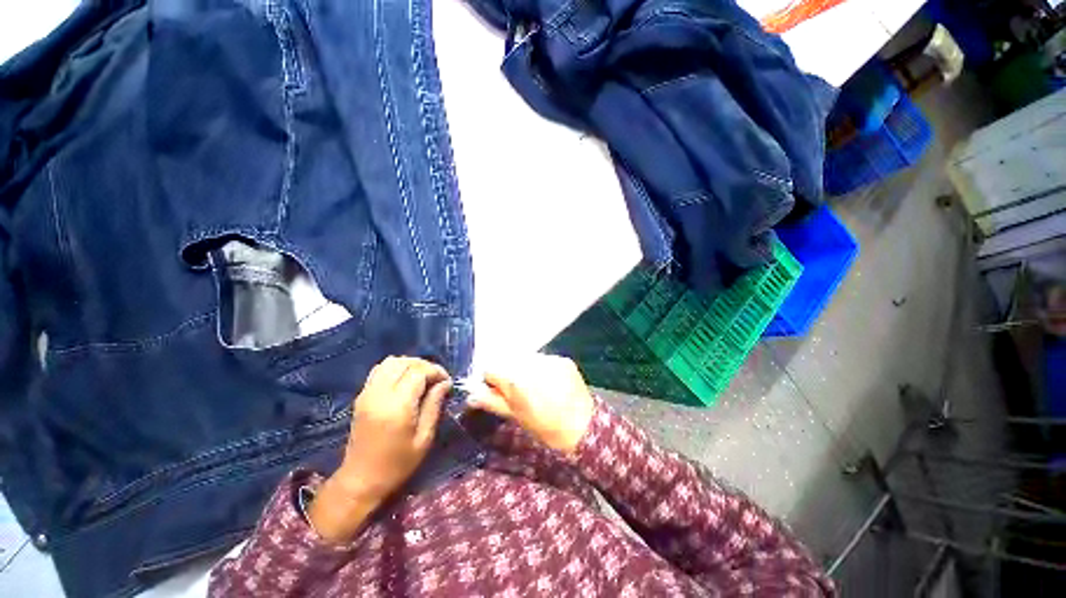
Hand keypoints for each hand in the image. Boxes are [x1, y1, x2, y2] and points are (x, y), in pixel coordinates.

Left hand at [310, 357, 449, 541]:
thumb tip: (445, 383)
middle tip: (436, 379)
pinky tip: (404, 381)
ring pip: (390, 362)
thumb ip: (434, 405)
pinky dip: (395, 368)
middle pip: (404, 362)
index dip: (436, 371)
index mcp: (397, 406)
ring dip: (409, 364)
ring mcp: (367, 393)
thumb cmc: (397, 464)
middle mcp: (379, 394)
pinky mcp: (361, 396)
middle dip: (425, 365)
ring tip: (422, 378)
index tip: (447, 381)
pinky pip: (379, 370)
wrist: (360, 480)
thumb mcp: (424, 438)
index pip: (418, 371)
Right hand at [468, 355, 593, 453]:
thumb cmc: (547, 428)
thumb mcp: (517, 417)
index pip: (490, 368)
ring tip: (538, 386)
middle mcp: (530, 363)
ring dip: (526, 368)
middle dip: (509, 373)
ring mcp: (549, 359)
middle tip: (520, 390)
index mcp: (515, 380)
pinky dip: (543, 368)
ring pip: (526, 358)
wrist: (585, 427)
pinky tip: (551, 383)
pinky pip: (544, 359)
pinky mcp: (562, 359)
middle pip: (508, 361)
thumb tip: (471, 394)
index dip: (492, 380)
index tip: (498, 390)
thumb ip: (493, 401)